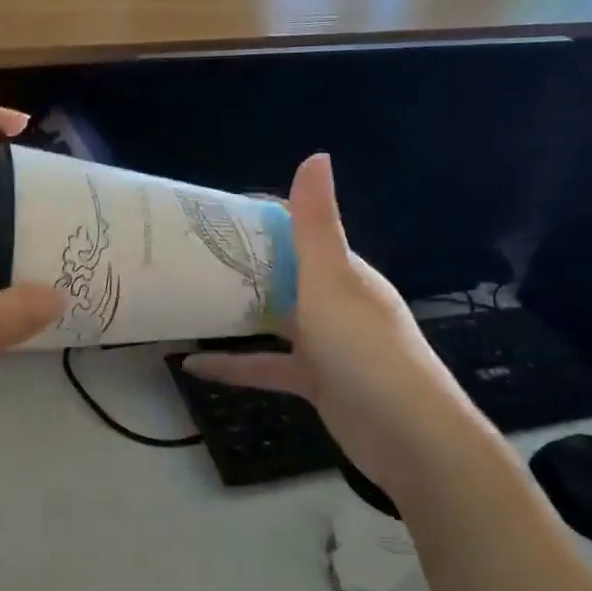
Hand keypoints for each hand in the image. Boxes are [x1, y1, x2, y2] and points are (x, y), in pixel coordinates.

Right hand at [182, 155, 496, 495]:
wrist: (407, 435)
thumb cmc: (365, 347)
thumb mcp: (332, 280)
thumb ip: (316, 225)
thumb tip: (315, 156)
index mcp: (342, 272)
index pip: (296, 233)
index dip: (256, 223)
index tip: (208, 219)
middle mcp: (334, 302)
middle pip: (280, 276)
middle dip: (238, 267)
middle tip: (184, 259)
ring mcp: (325, 344)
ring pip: (272, 321)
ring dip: (234, 314)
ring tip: (185, 303)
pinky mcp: (314, 381)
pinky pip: (266, 366)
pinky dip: (233, 365)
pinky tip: (192, 365)